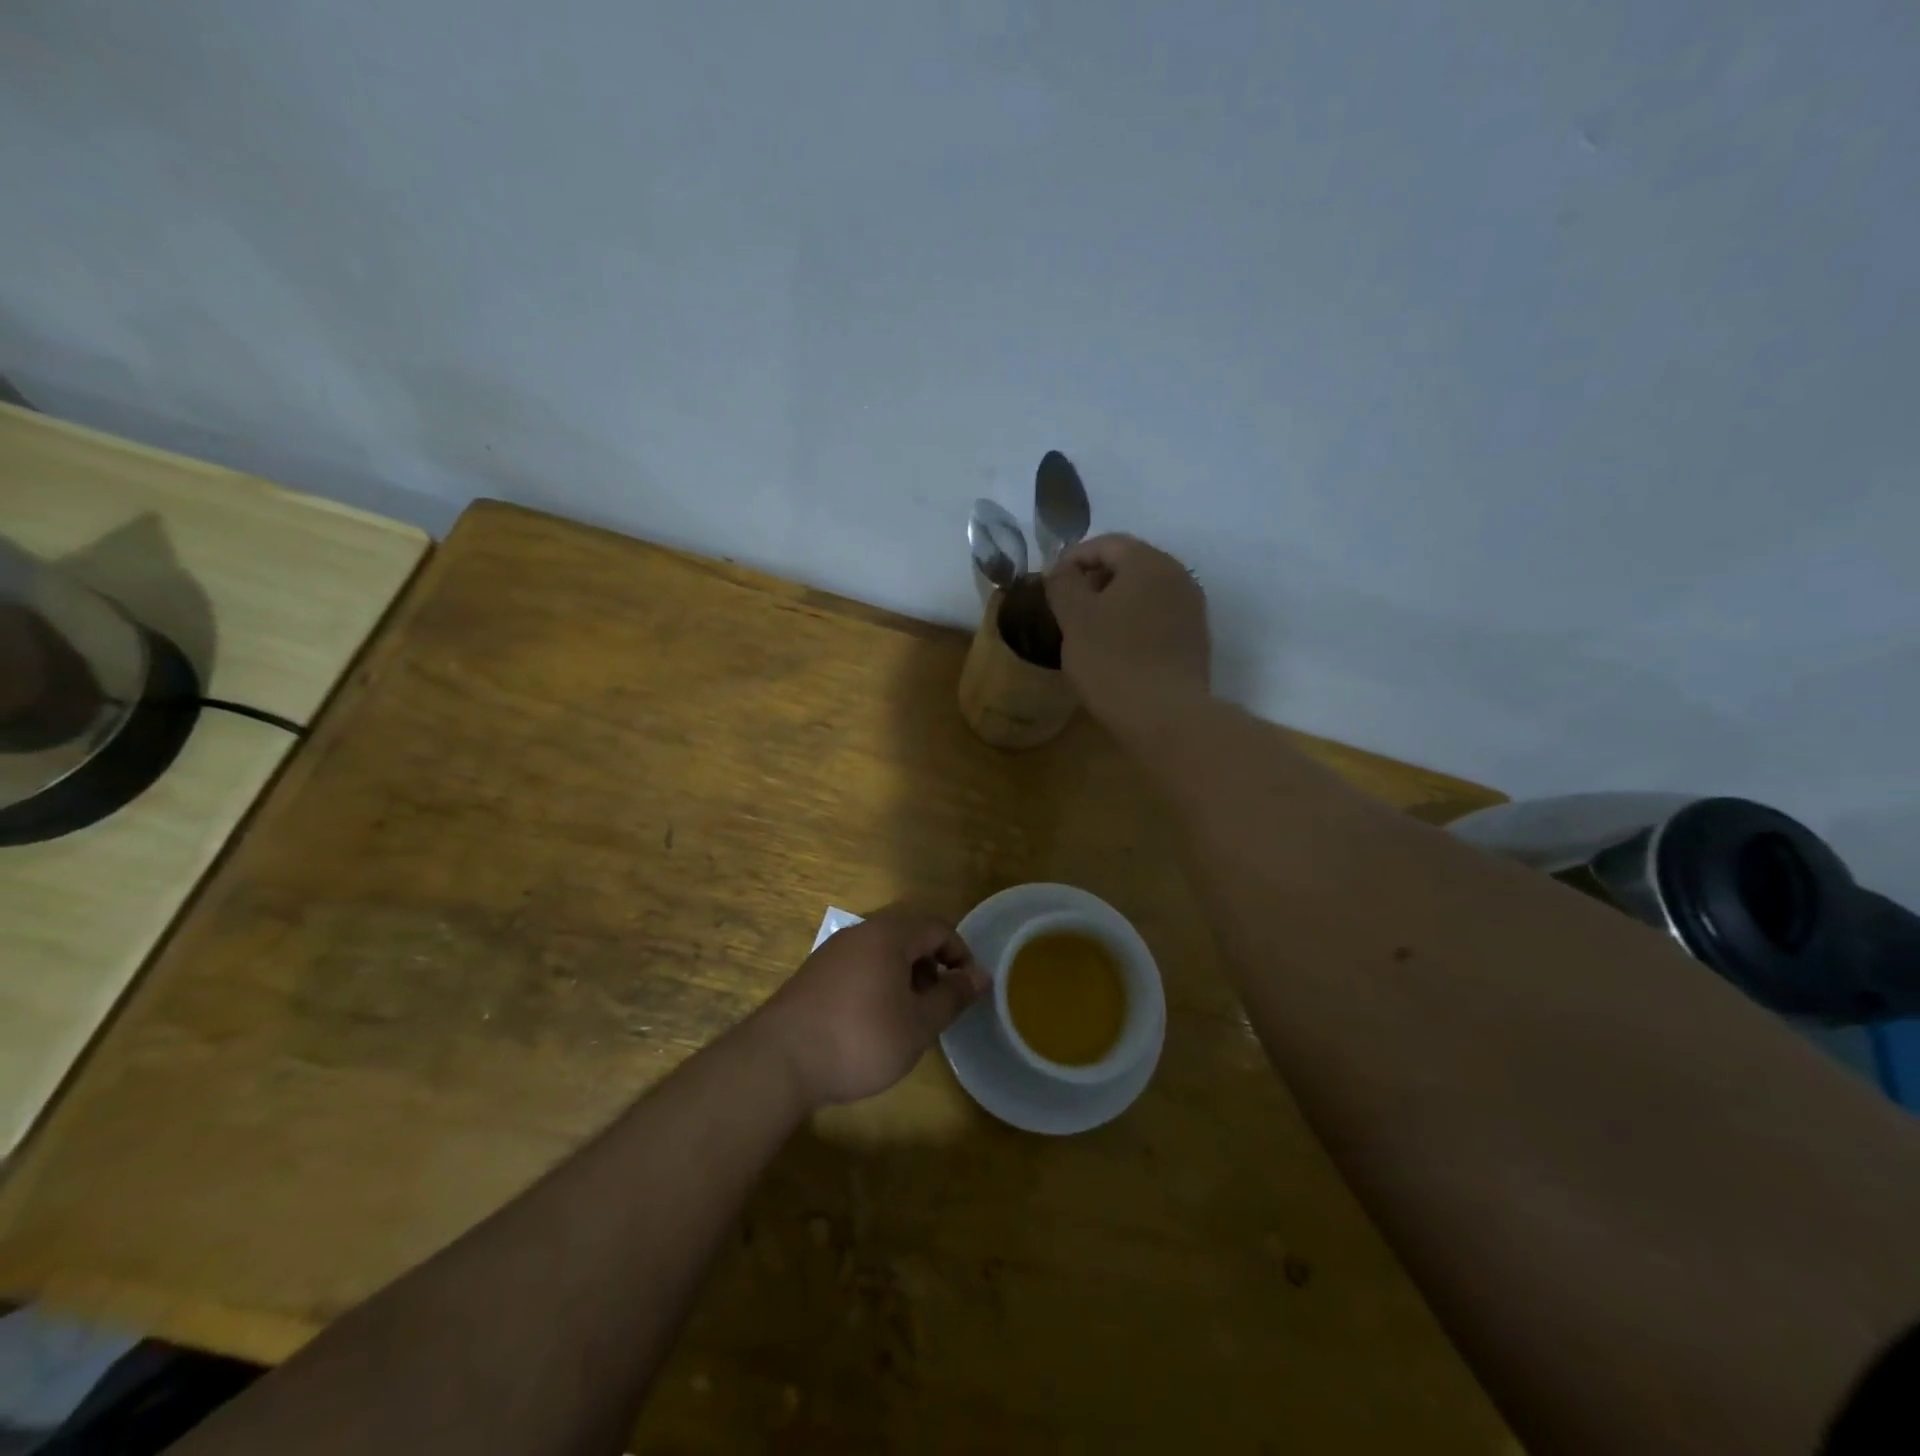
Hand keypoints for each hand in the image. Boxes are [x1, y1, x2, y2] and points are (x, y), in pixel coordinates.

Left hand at [753, 912, 987, 1108]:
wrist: (779, 1060)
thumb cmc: (860, 1039)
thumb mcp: (918, 1024)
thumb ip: (952, 997)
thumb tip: (981, 976)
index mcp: (889, 935)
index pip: (938, 928)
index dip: (960, 954)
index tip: (968, 989)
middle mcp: (860, 932)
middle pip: (909, 936)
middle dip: (932, 966)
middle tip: (939, 1004)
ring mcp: (833, 952)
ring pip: (883, 952)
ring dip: (905, 976)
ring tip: (909, 1016)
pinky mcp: (814, 975)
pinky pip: (859, 966)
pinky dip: (879, 983)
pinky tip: (874, 1021)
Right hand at [1045, 534, 1210, 728]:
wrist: (1167, 717)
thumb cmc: (1113, 661)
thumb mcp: (1074, 619)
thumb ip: (1063, 585)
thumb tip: (1062, 571)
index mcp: (1148, 562)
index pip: (1105, 543)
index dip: (1072, 559)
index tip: (1050, 585)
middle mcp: (1178, 576)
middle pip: (1129, 564)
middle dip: (1095, 580)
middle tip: (1066, 607)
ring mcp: (1192, 609)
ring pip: (1145, 592)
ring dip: (1114, 603)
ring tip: (1087, 630)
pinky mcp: (1195, 640)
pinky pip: (1158, 618)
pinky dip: (1134, 623)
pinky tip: (1116, 650)